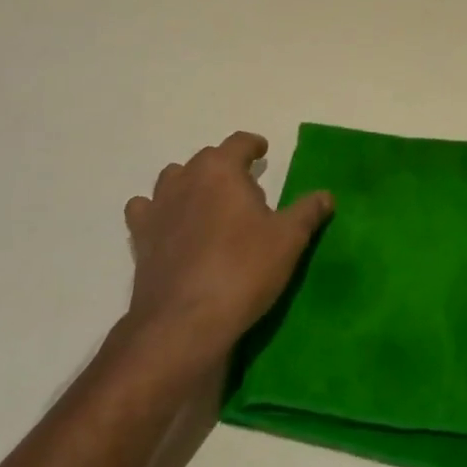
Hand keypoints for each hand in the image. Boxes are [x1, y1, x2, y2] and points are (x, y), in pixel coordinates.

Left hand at [122, 132, 332, 365]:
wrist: (184, 322)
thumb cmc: (243, 270)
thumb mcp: (288, 240)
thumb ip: (307, 212)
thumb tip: (326, 195)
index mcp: (221, 169)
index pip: (238, 143)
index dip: (252, 145)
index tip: (262, 151)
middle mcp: (185, 178)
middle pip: (207, 159)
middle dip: (226, 168)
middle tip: (246, 191)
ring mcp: (157, 207)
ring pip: (173, 179)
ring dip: (191, 184)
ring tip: (208, 205)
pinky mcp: (140, 238)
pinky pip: (145, 211)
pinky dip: (156, 212)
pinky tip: (170, 227)